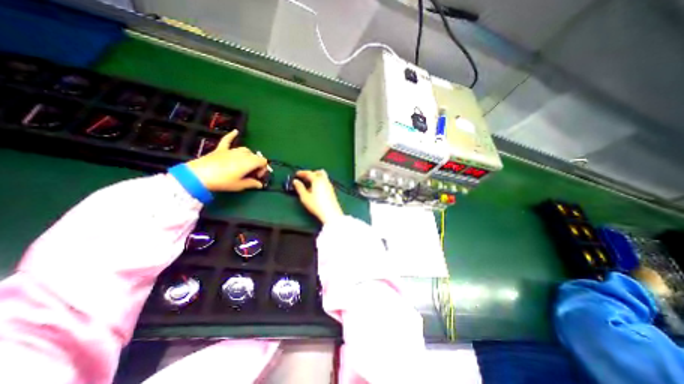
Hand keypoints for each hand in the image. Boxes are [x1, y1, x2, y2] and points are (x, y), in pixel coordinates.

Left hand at [186, 131, 267, 190]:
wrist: (199, 176)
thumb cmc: (223, 181)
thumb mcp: (239, 185)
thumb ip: (252, 184)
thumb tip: (260, 184)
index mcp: (250, 162)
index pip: (263, 162)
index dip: (263, 169)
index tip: (257, 177)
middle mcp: (243, 154)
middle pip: (255, 156)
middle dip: (256, 164)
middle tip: (251, 174)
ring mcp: (231, 150)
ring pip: (245, 150)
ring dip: (248, 156)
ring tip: (245, 165)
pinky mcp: (221, 149)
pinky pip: (227, 140)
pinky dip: (232, 136)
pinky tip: (235, 131)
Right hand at [294, 170, 347, 223]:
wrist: (330, 213)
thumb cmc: (316, 205)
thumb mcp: (305, 197)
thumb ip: (299, 188)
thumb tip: (295, 181)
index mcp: (317, 180)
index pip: (309, 173)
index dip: (302, 173)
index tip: (296, 174)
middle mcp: (325, 181)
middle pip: (319, 172)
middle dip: (311, 173)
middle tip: (304, 178)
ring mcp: (329, 185)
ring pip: (323, 177)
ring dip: (316, 177)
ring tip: (309, 184)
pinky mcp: (332, 191)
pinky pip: (325, 182)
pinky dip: (320, 182)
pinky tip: (316, 189)